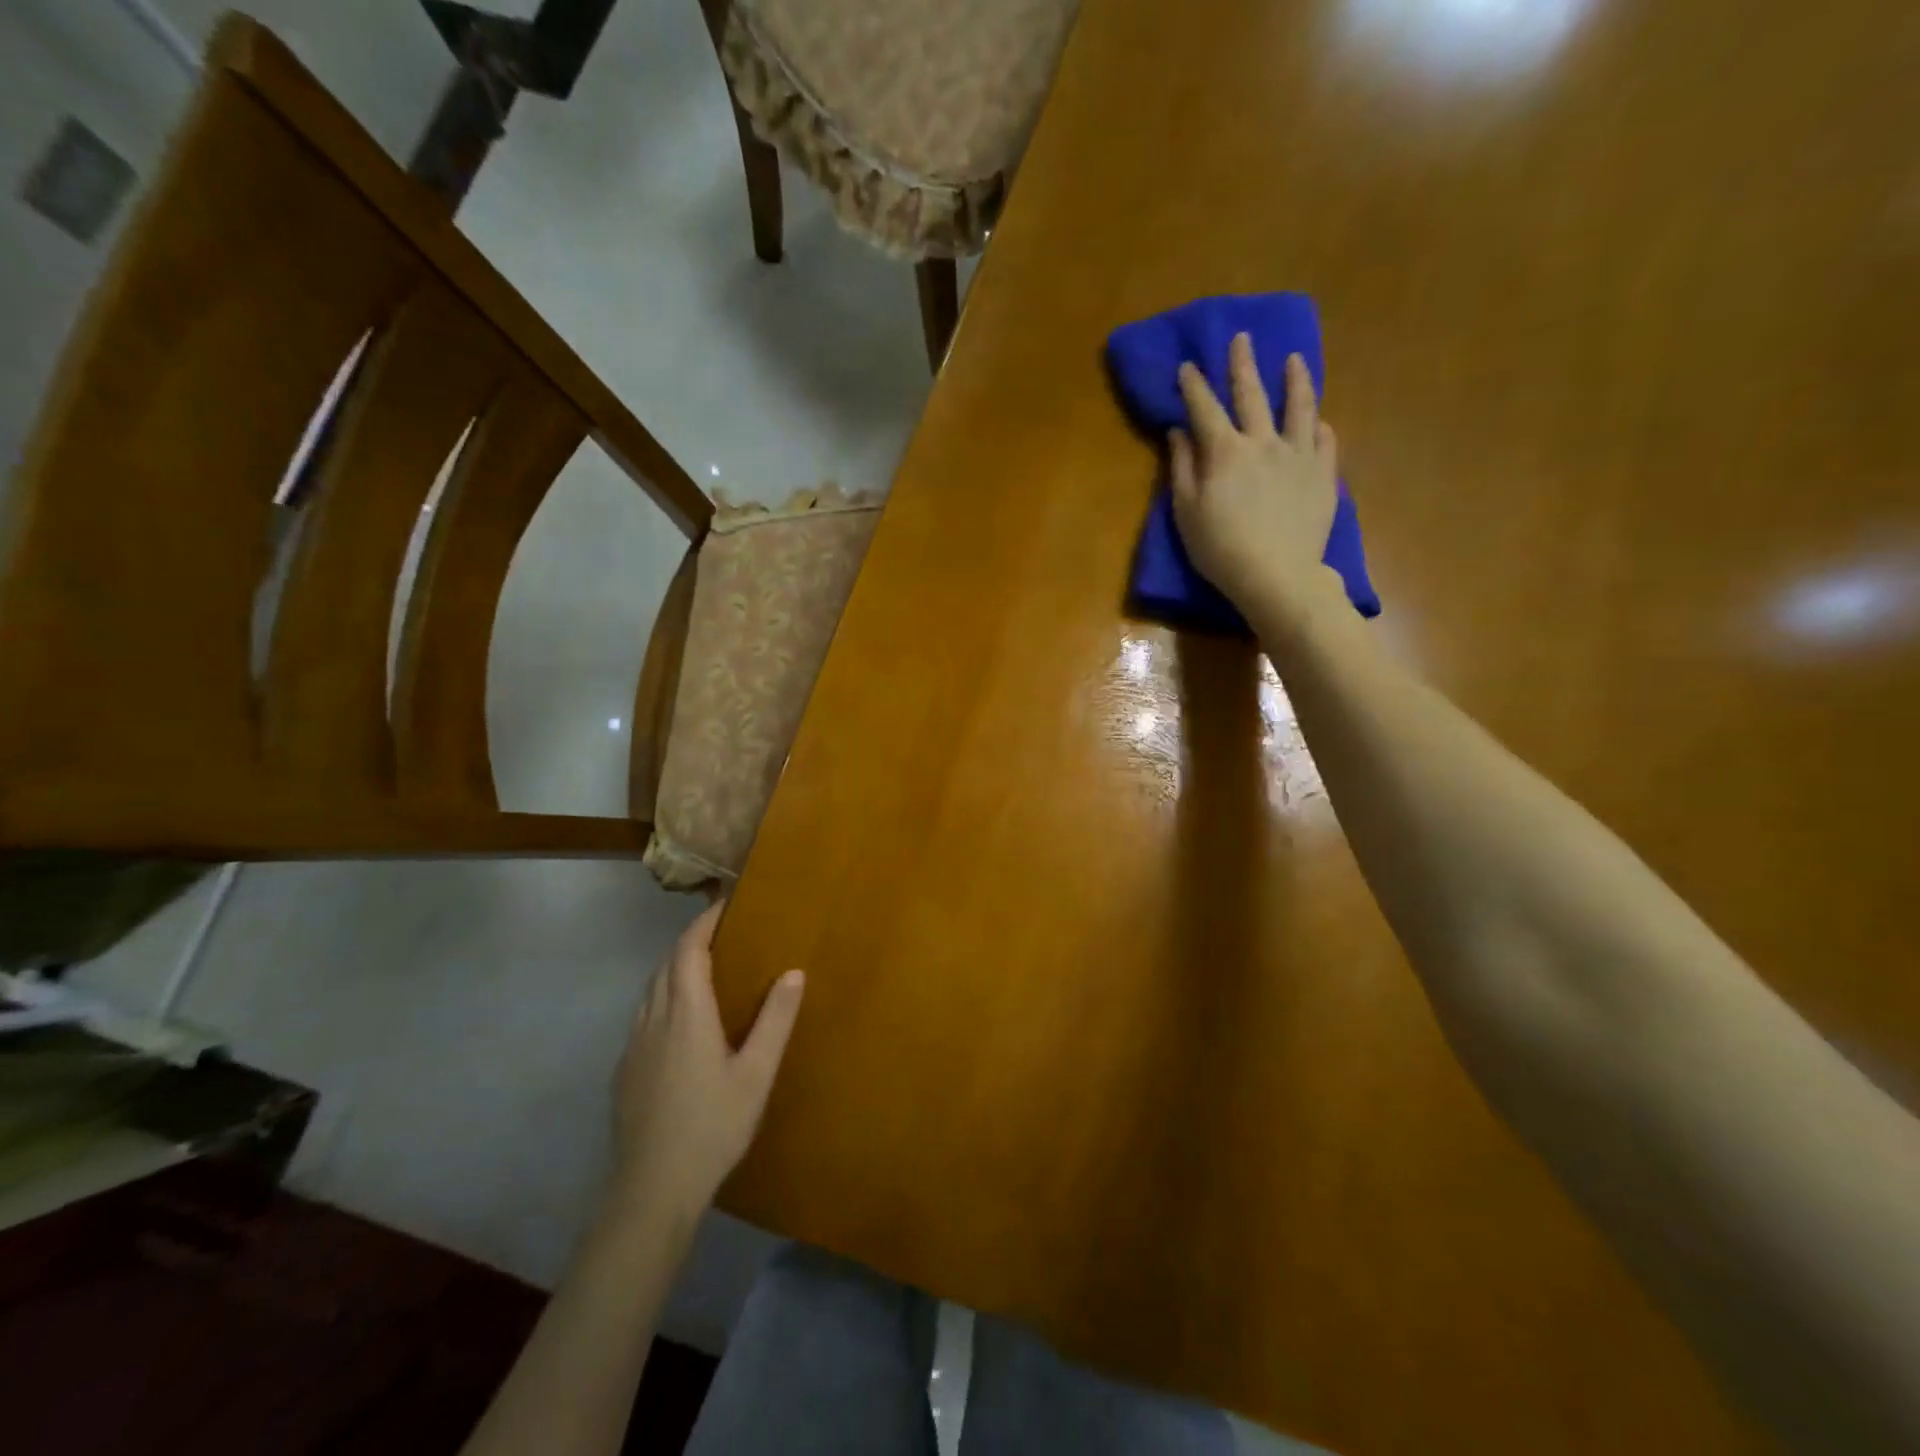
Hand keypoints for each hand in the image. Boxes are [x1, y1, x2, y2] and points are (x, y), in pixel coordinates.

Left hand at [609, 902, 804, 1219]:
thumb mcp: (757, 1073)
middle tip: (723, 936)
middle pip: (665, 966)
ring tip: (704, 972)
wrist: (653, 1190)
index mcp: (686, 1014)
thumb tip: (793, 972)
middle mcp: (654, 1020)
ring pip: (650, 991)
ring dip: (674, 970)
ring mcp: (634, 1047)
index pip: (688, 950)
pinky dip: (663, 1000)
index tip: (725, 906)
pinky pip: (643, 1017)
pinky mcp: (625, 1072)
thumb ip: (775, 1020)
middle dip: (690, 943)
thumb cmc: (713, 1126)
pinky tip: (681, 1024)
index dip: (703, 923)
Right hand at [1170, 333, 1340, 620]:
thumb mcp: (1186, 512)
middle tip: (1242, 339)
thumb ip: (1182, 468)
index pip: (1204, 408)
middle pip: (1252, 395)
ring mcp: (1299, 455)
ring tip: (1295, 359)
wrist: (1276, 575)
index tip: (1187, 366)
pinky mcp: (1323, 474)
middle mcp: (1263, 442)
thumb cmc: (1220, 549)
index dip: (1194, 385)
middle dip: (1243, 365)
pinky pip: (1325, 440)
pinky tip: (1319, 419)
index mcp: (1225, 451)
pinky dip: (1320, 425)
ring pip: (1299, 407)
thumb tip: (1178, 432)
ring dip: (1296, 380)